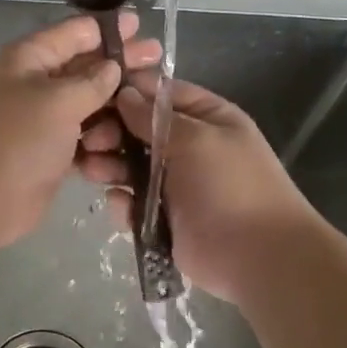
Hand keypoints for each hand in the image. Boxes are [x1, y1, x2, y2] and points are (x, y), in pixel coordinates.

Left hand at [0, 13, 161, 248]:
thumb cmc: (17, 139)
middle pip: (85, 68)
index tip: (141, 25)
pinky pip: (83, 138)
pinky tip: (124, 145)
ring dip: (112, 111)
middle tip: (159, 61)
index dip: (109, 29)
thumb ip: (92, 81)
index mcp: (28, 59)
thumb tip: (112, 68)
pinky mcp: (50, 153)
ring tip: (142, 116)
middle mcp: (35, 84)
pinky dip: (100, 141)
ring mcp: (42, 120)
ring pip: (88, 106)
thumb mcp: (58, 101)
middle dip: (120, 66)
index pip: (74, 33)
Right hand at [79, 74, 318, 302]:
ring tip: (91, 171)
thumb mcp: (197, 139)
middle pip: (139, 130)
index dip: (129, 92)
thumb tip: (124, 94)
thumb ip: (155, 118)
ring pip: (131, 166)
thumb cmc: (231, 186)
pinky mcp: (163, 218)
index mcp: (207, 119)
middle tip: (89, 141)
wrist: (256, 256)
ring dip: (109, 165)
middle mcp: (190, 147)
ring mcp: (175, 184)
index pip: (163, 94)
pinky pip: (133, 203)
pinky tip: (120, 204)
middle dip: (112, 132)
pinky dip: (123, 202)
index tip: (95, 95)